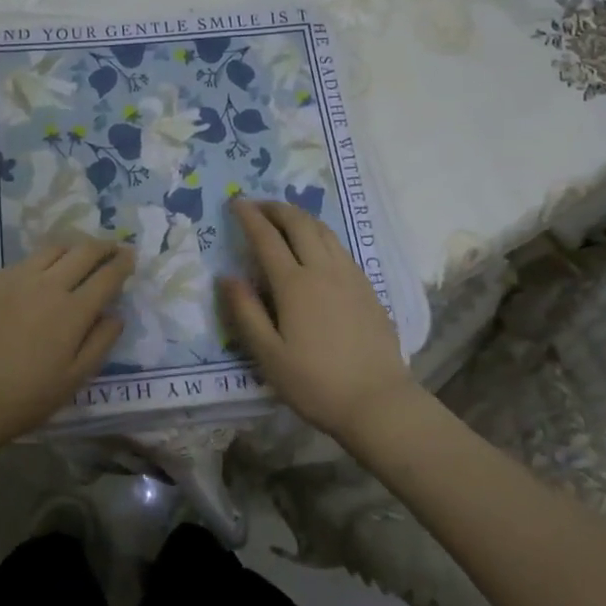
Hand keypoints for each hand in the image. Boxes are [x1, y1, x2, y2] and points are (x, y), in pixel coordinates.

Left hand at [0, 236, 133, 458]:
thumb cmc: (25, 397)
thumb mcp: (74, 379)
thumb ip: (100, 343)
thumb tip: (116, 315)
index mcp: (73, 311)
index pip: (107, 276)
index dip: (122, 263)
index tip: (130, 256)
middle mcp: (47, 285)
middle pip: (83, 252)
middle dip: (103, 246)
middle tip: (111, 248)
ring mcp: (16, 278)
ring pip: (53, 249)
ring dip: (73, 247)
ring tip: (79, 254)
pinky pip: (25, 261)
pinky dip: (43, 260)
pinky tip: (42, 272)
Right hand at [219, 199, 416, 443]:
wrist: (378, 402)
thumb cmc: (316, 383)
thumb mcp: (268, 355)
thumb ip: (245, 312)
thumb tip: (226, 277)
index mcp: (294, 284)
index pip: (266, 238)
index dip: (249, 217)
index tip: (235, 203)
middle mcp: (323, 270)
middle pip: (299, 223)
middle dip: (276, 208)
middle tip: (258, 206)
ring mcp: (350, 276)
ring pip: (323, 230)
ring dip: (300, 216)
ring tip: (285, 218)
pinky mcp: (367, 287)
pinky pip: (340, 246)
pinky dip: (321, 233)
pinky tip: (317, 246)